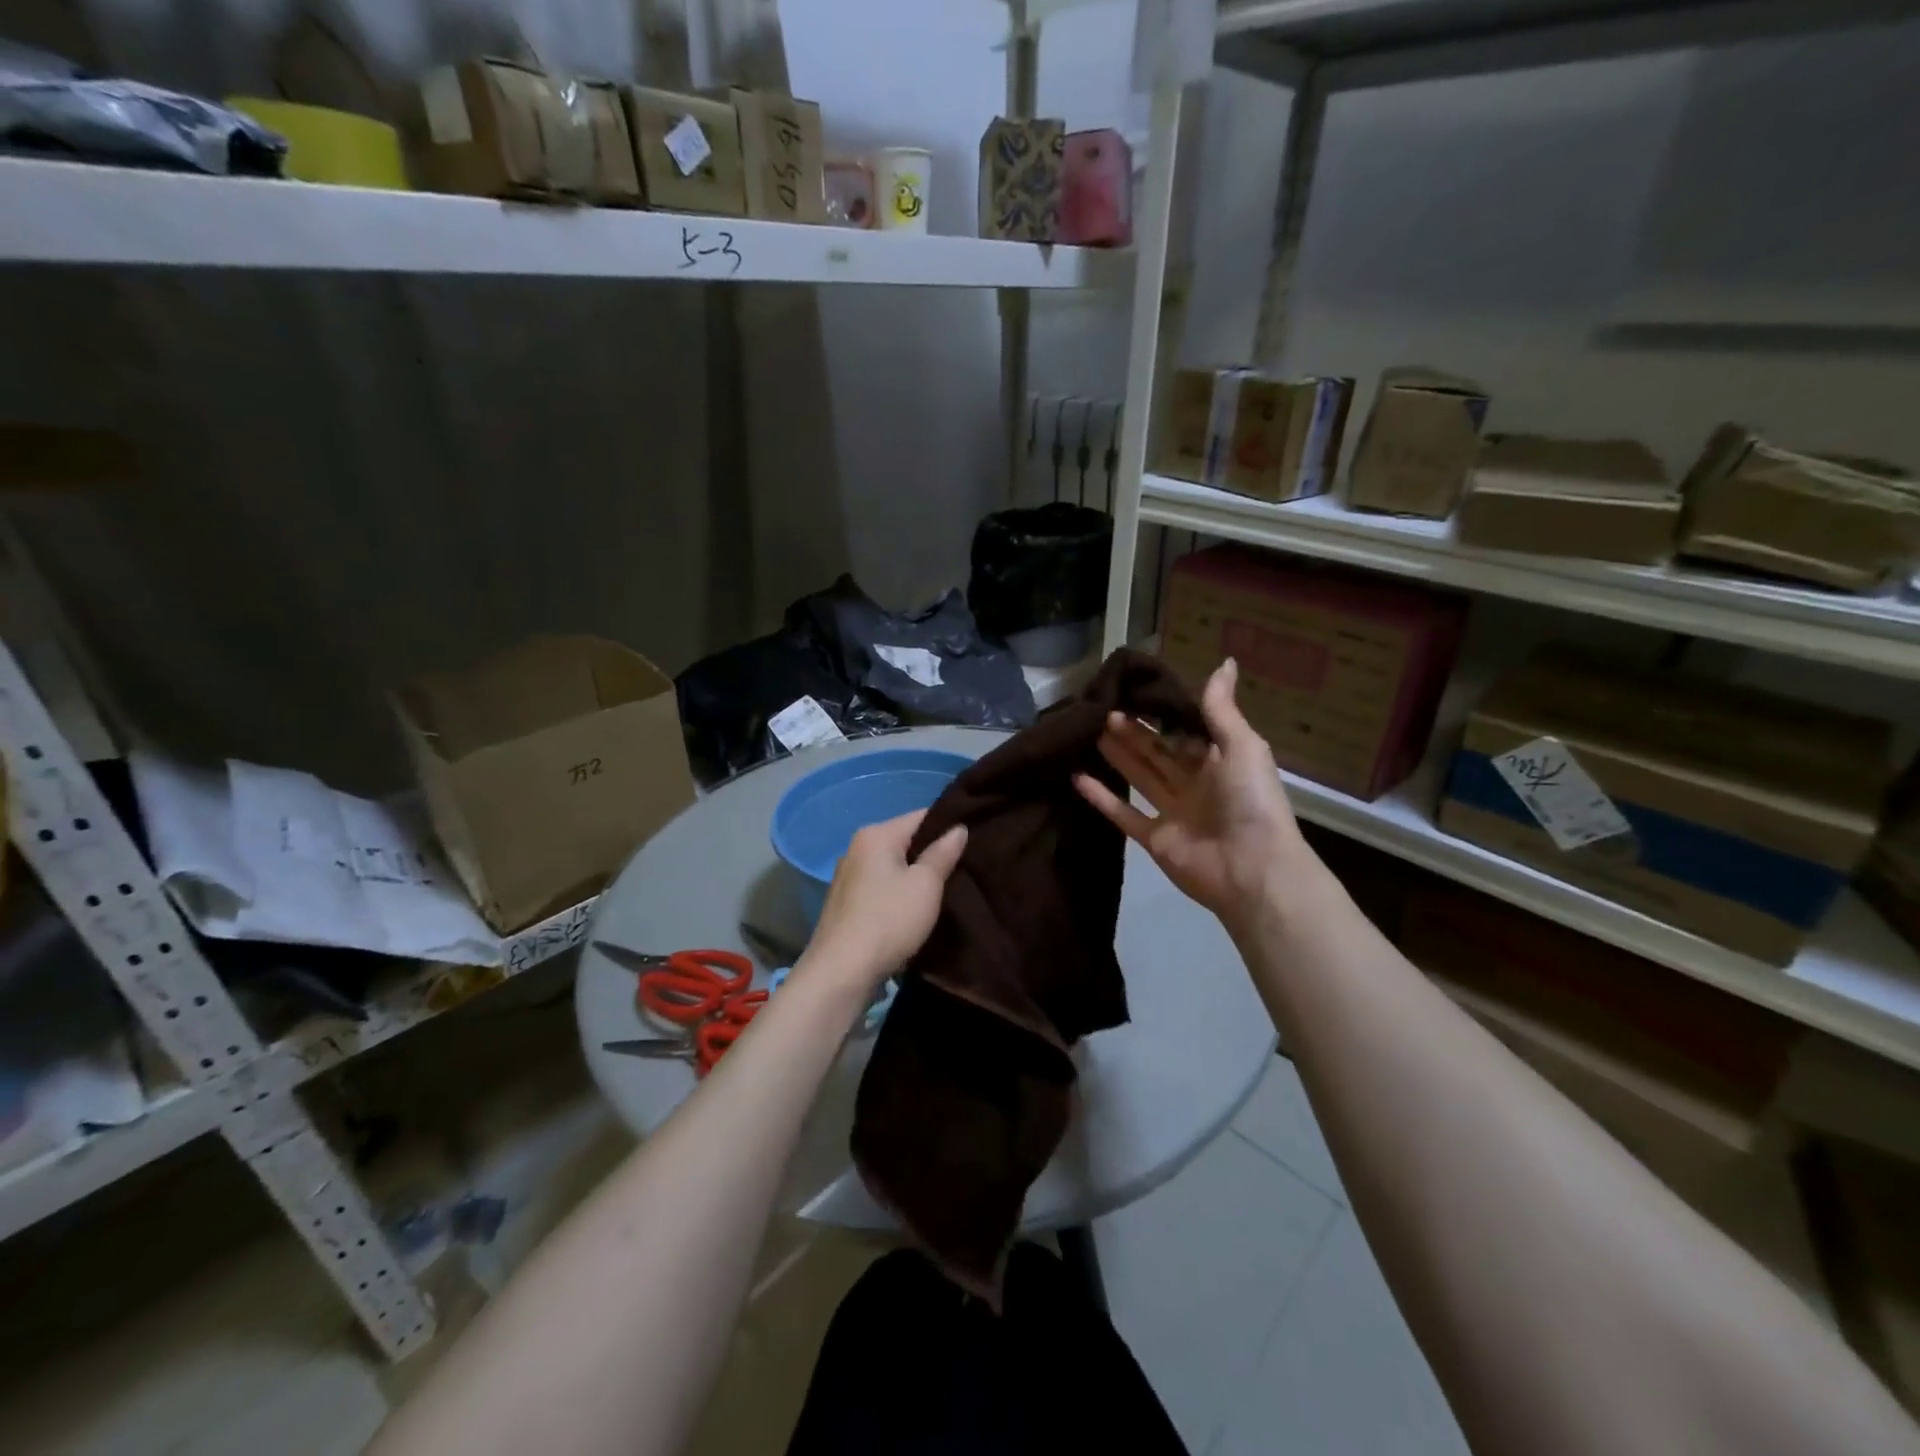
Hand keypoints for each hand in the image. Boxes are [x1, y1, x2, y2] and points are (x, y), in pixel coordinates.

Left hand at [802, 810, 967, 992]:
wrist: (841, 973)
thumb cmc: (888, 921)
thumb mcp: (925, 885)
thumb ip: (943, 853)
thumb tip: (958, 828)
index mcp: (876, 835)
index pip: (921, 816)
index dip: (949, 826)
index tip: (975, 840)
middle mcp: (857, 848)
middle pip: (906, 841)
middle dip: (933, 853)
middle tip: (965, 868)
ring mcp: (848, 877)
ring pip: (894, 866)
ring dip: (916, 876)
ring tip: (946, 890)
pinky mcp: (847, 904)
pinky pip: (882, 887)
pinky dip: (900, 893)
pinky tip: (916, 910)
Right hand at [1074, 658, 1309, 931]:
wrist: (1252, 868)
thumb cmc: (1251, 801)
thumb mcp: (1242, 746)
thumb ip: (1221, 708)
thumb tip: (1226, 661)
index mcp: (1220, 762)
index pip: (1184, 732)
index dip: (1160, 715)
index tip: (1132, 693)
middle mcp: (1195, 784)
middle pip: (1158, 753)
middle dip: (1133, 732)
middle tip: (1102, 710)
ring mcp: (1173, 813)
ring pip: (1140, 778)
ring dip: (1117, 756)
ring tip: (1090, 731)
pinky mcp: (1154, 839)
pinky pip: (1124, 815)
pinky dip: (1102, 797)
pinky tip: (1078, 777)